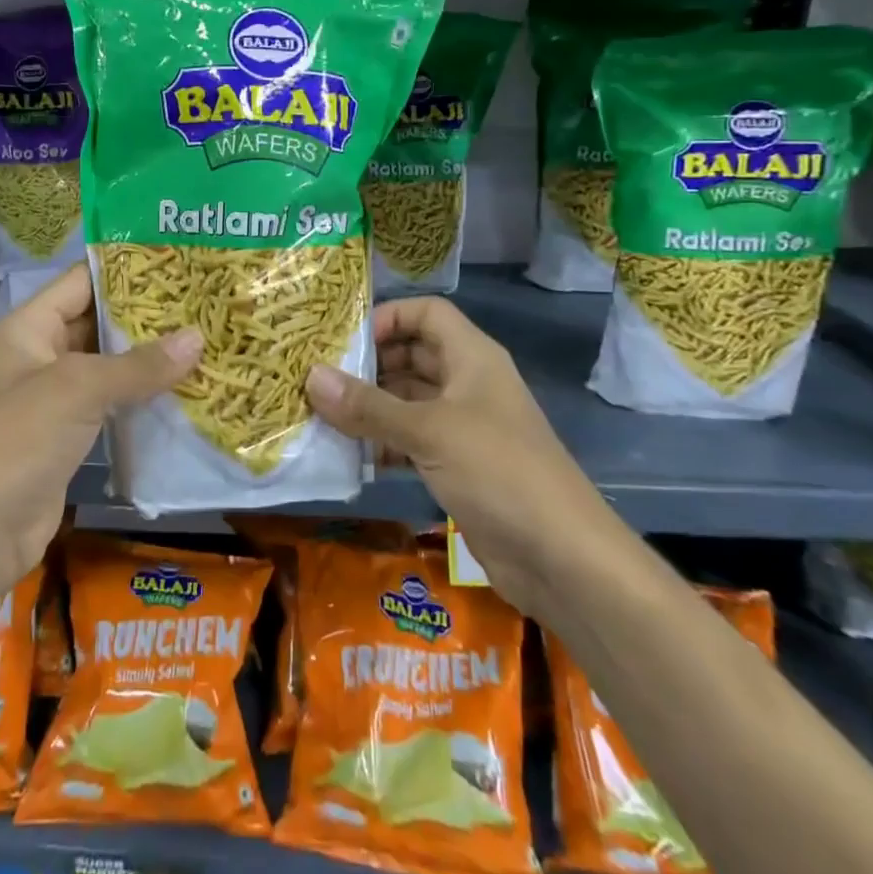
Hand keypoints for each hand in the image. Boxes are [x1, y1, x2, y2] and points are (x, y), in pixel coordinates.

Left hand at [0, 264, 200, 619]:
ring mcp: (55, 396)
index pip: (82, 281)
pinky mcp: (69, 433)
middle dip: (147, 315)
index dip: (126, 269)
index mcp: (28, 328)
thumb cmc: (17, 443)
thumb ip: (137, 365)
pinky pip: (111, 402)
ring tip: (206, 338)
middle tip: (204, 302)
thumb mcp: (76, 391)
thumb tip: (198, 337)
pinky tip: (186, 388)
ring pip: (109, 364)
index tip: (179, 261)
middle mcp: (40, 354)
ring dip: (150, 357)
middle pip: (98, 321)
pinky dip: (143, 395)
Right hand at [304, 296, 625, 616]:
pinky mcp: (457, 466)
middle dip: (368, 365)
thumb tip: (310, 376)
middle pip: (412, 356)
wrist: (562, 559)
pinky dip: (381, 443)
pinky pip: (410, 441)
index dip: (388, 317)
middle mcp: (467, 384)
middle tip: (318, 378)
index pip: (426, 314)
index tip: (345, 340)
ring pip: (407, 401)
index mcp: (472, 358)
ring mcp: (463, 427)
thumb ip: (368, 406)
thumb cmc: (499, 472)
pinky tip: (348, 454)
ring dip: (369, 407)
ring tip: (321, 415)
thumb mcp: (429, 431)